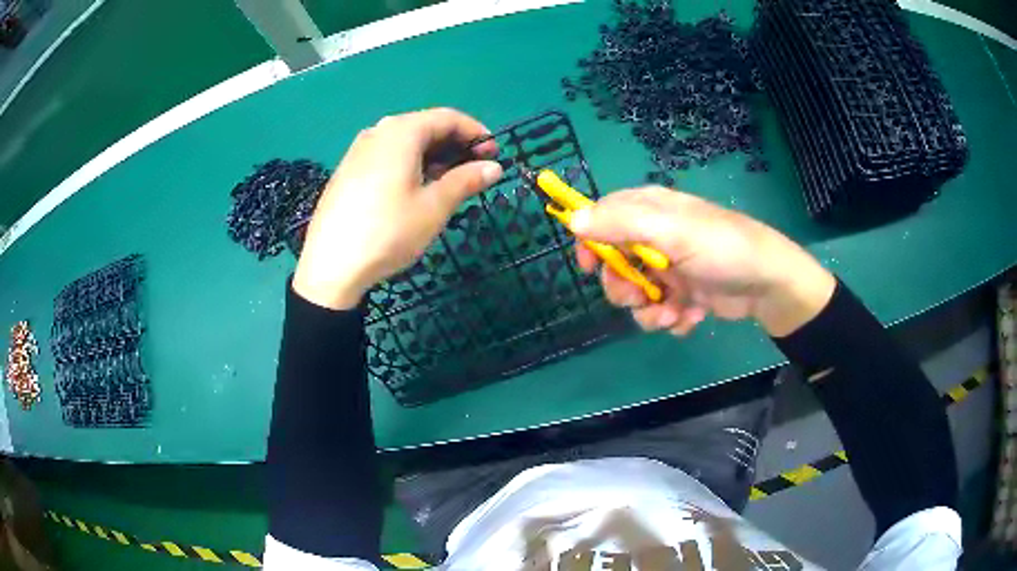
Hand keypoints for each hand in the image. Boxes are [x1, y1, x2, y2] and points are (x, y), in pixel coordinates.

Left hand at [293, 108, 502, 309]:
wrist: (330, 267)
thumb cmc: (388, 232)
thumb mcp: (434, 207)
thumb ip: (466, 180)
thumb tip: (494, 167)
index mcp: (401, 132)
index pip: (448, 117)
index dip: (476, 132)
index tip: (494, 155)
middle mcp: (378, 131)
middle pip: (425, 126)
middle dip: (455, 145)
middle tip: (475, 171)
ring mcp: (358, 150)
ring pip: (405, 142)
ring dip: (434, 156)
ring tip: (450, 183)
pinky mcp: (348, 170)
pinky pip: (387, 155)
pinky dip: (410, 164)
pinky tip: (416, 189)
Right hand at [570, 187, 835, 336]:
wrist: (767, 284)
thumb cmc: (721, 249)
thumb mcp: (671, 231)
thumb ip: (621, 224)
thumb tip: (572, 220)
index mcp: (651, 210)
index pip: (604, 217)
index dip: (592, 241)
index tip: (588, 267)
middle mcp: (657, 237)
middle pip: (616, 263)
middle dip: (624, 287)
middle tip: (641, 296)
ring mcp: (670, 268)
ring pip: (636, 294)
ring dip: (650, 310)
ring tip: (673, 313)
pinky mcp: (683, 294)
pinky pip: (660, 310)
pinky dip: (672, 318)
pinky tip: (691, 316)